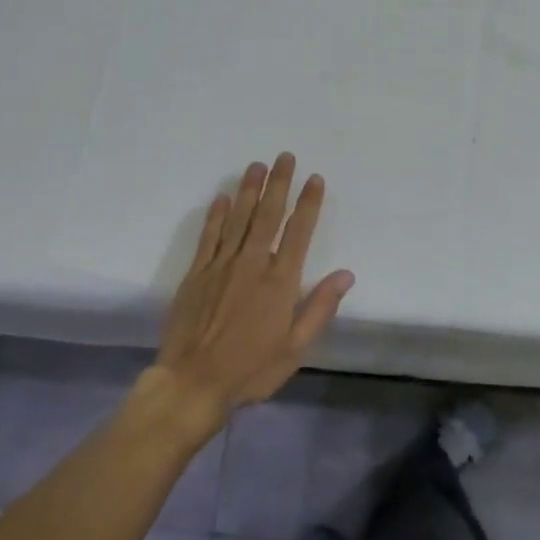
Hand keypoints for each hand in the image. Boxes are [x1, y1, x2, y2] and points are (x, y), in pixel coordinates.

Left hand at [151, 153, 354, 430]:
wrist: (193, 382)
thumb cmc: (251, 369)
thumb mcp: (296, 348)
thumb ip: (320, 307)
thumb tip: (346, 274)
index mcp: (280, 282)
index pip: (298, 232)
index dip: (308, 203)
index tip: (314, 179)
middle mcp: (252, 264)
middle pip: (268, 215)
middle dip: (279, 184)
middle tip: (285, 157)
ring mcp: (221, 265)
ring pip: (238, 218)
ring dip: (248, 190)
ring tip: (257, 165)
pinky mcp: (196, 273)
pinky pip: (209, 236)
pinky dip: (215, 215)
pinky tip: (221, 198)